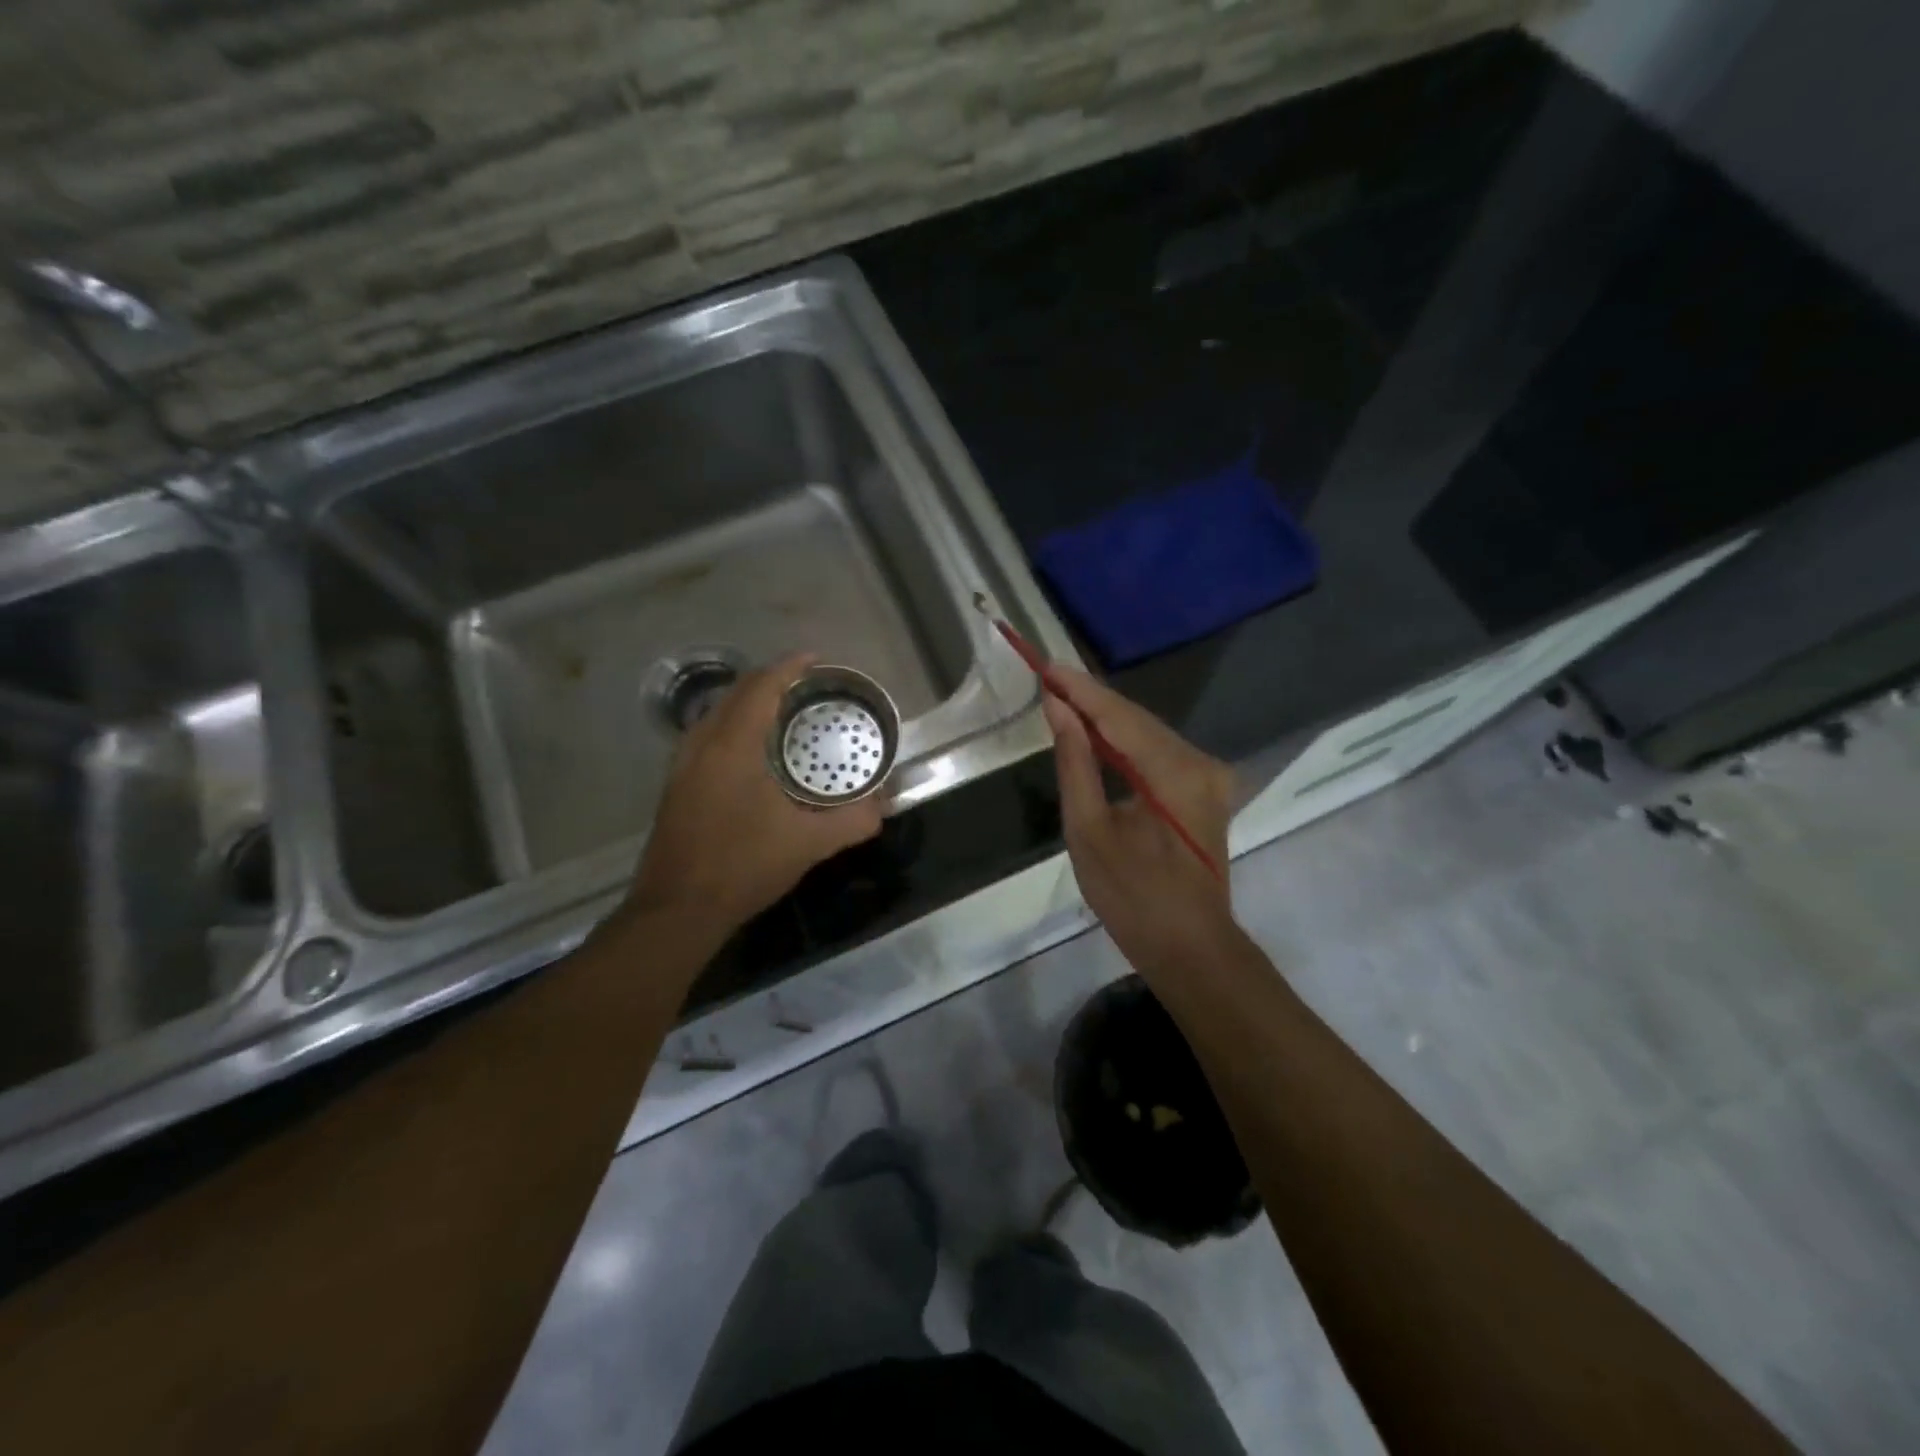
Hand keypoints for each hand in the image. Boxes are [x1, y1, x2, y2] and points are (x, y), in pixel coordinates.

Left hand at [625, 653, 883, 934]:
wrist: (677, 910)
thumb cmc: (743, 866)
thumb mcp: (808, 844)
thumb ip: (853, 821)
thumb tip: (884, 805)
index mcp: (733, 746)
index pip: (762, 687)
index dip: (789, 667)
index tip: (815, 658)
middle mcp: (702, 744)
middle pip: (736, 693)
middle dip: (770, 680)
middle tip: (805, 684)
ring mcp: (683, 765)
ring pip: (717, 714)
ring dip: (749, 702)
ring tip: (782, 711)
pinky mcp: (676, 785)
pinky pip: (708, 735)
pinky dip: (733, 725)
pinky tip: (752, 751)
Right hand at [1043, 665, 1237, 975]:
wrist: (1190, 948)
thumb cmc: (1132, 897)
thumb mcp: (1088, 831)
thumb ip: (1075, 763)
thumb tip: (1059, 710)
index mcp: (1176, 774)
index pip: (1120, 716)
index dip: (1081, 689)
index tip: (1046, 666)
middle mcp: (1202, 764)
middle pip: (1138, 719)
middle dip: (1091, 699)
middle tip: (1048, 679)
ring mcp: (1210, 776)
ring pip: (1149, 733)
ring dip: (1107, 719)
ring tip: (1063, 699)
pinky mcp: (1206, 790)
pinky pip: (1158, 753)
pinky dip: (1125, 742)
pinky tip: (1096, 734)